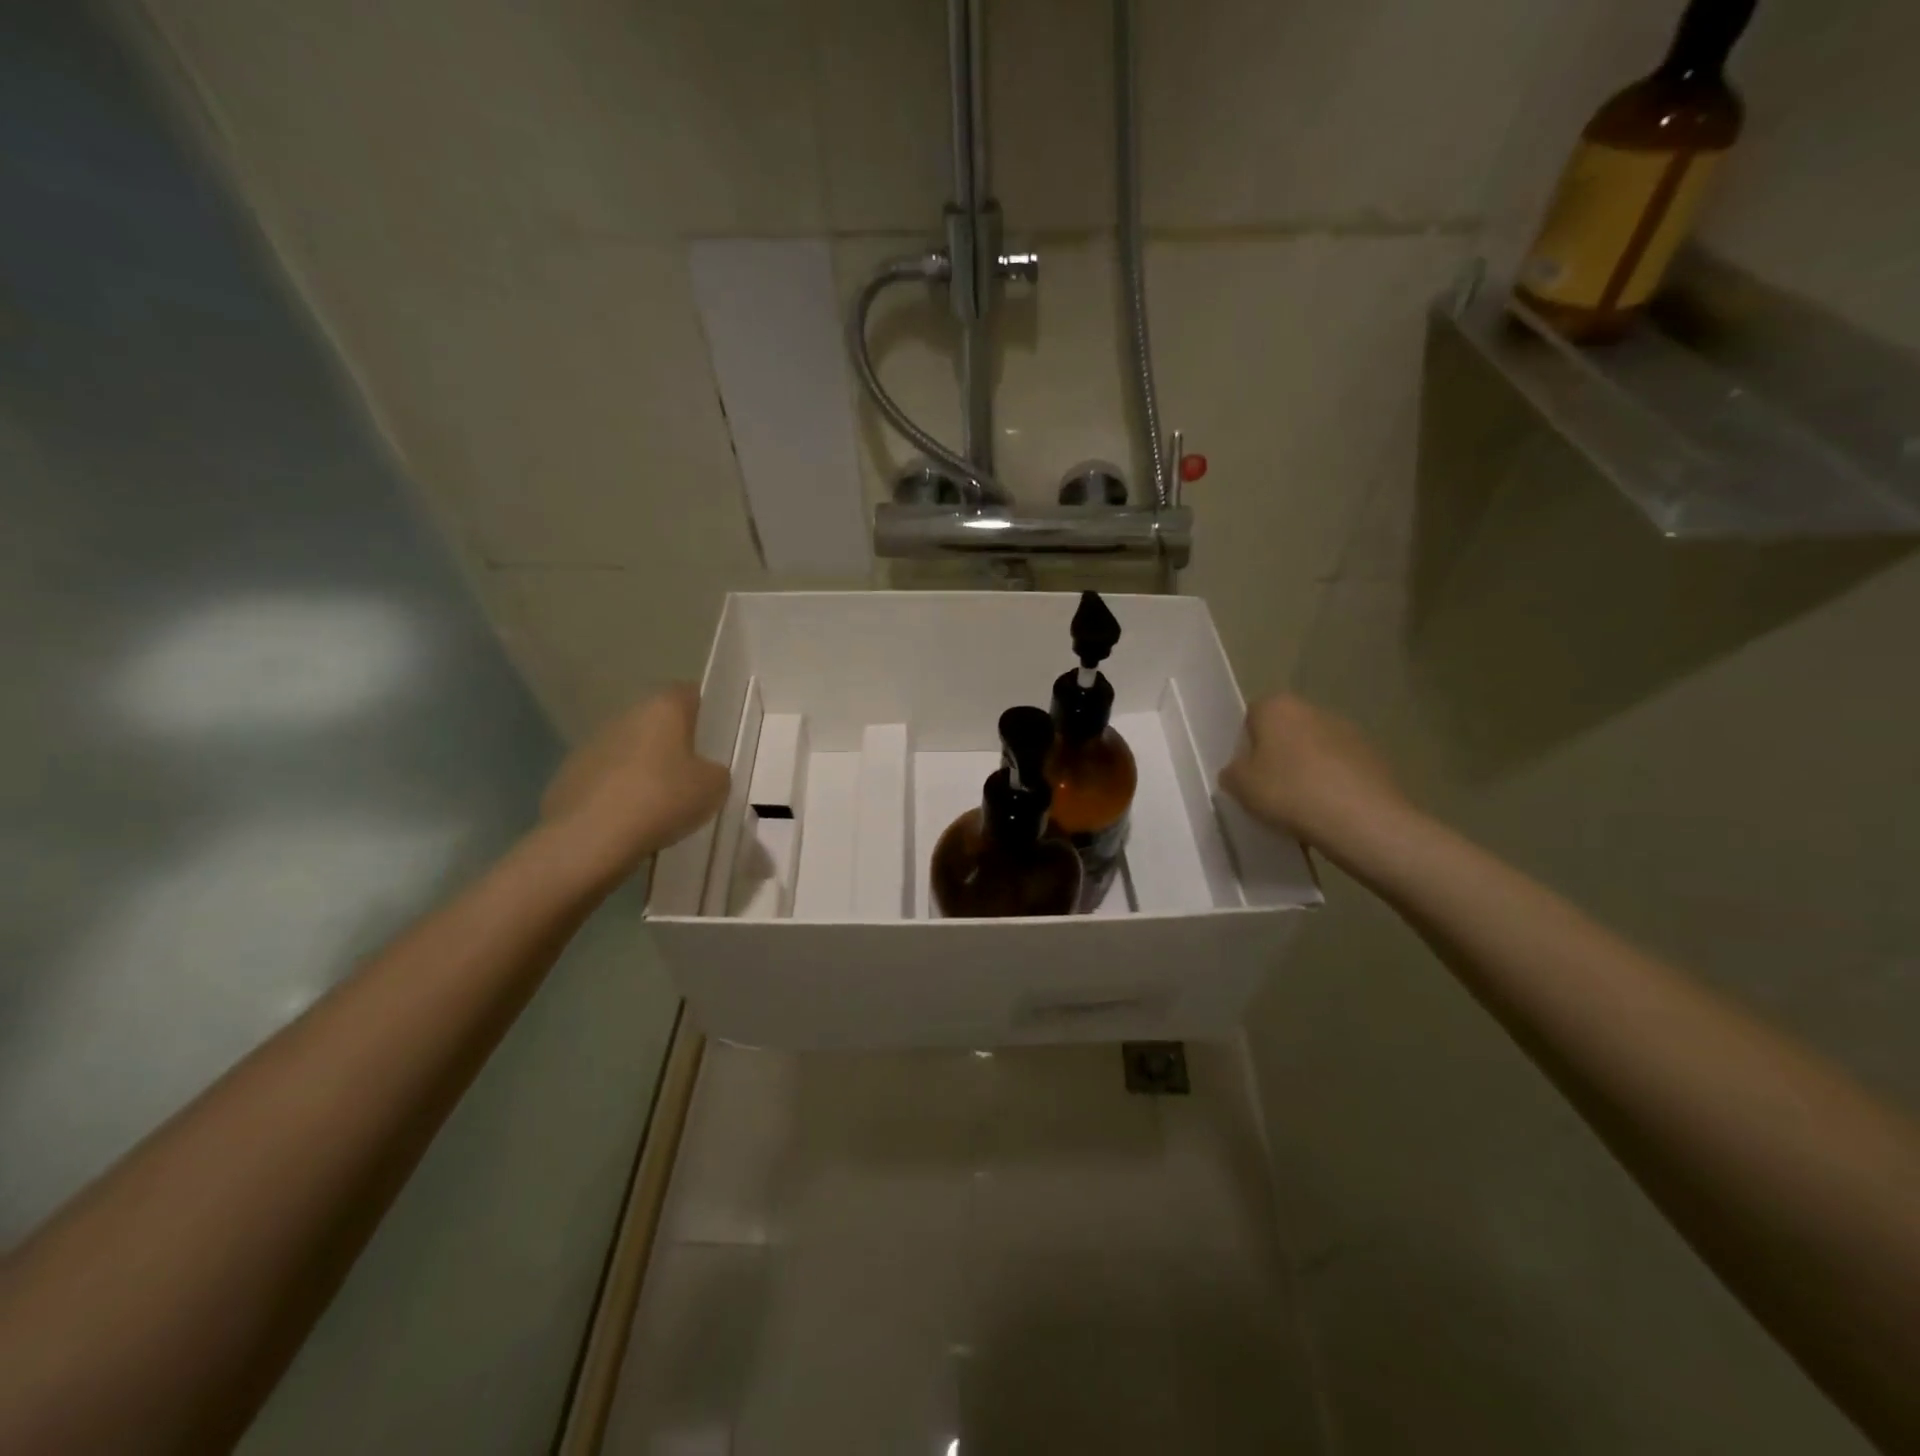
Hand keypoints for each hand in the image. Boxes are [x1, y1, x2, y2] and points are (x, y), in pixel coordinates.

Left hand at [541, 684, 729, 880]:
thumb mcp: (714, 787)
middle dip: (674, 745)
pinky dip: (618, 795)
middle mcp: (625, 717)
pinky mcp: (568, 777)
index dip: (705, 712)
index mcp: (663, 708)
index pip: (689, 694)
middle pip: (657, 723)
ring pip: (629, 751)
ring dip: (644, 769)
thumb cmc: (662, 799)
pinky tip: (629, 822)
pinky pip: (605, 780)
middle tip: (694, 776)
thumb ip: (716, 772)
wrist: (589, 839)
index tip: (716, 737)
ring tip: (661, 805)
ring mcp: (591, 745)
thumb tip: (705, 773)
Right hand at [1220, 695, 1408, 849]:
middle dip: (1277, 755)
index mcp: (1277, 707)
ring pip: (1314, 748)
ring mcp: (1348, 731)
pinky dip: (1332, 783)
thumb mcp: (1240, 787)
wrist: (1362, 819)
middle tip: (1270, 789)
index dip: (1245, 745)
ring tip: (1301, 805)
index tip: (1246, 773)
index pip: (1251, 717)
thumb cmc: (1290, 793)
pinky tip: (1328, 811)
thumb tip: (1238, 771)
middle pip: (1285, 731)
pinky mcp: (1374, 755)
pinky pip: (1340, 767)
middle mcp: (1313, 709)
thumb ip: (1231, 772)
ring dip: (1306, 769)